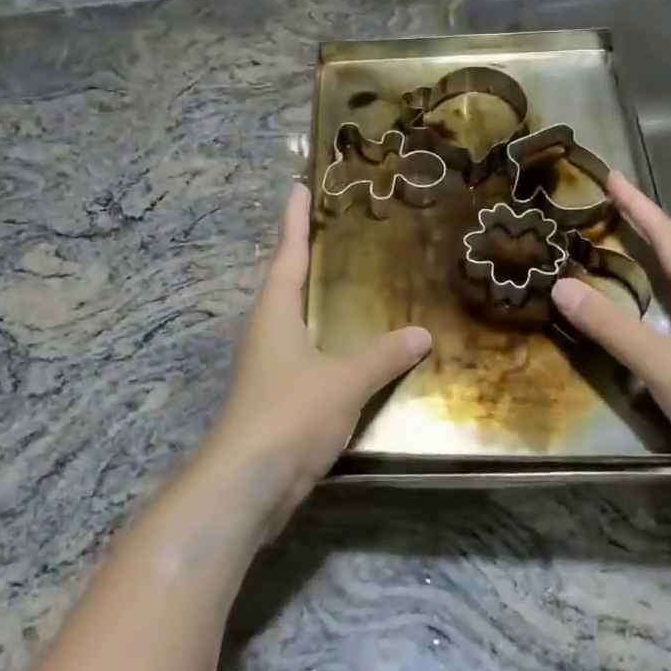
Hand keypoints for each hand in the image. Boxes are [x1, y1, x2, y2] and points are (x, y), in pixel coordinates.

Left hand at [197, 184, 430, 524]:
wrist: (248, 483)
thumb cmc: (290, 414)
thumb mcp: (345, 380)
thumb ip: (383, 355)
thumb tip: (423, 332)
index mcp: (275, 313)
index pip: (288, 253)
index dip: (294, 219)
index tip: (299, 187)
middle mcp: (267, 331)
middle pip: (287, 281)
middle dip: (307, 254)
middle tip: (337, 228)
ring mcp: (269, 365)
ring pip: (296, 319)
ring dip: (316, 298)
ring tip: (350, 281)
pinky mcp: (277, 396)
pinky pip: (307, 353)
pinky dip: (327, 340)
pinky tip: (350, 347)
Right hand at [550, 173, 670, 477]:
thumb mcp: (659, 360)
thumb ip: (610, 325)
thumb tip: (560, 285)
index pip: (668, 236)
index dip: (639, 206)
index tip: (612, 177)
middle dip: (643, 232)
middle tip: (607, 214)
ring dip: (648, 270)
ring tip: (615, 260)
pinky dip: (651, 309)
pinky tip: (639, 323)